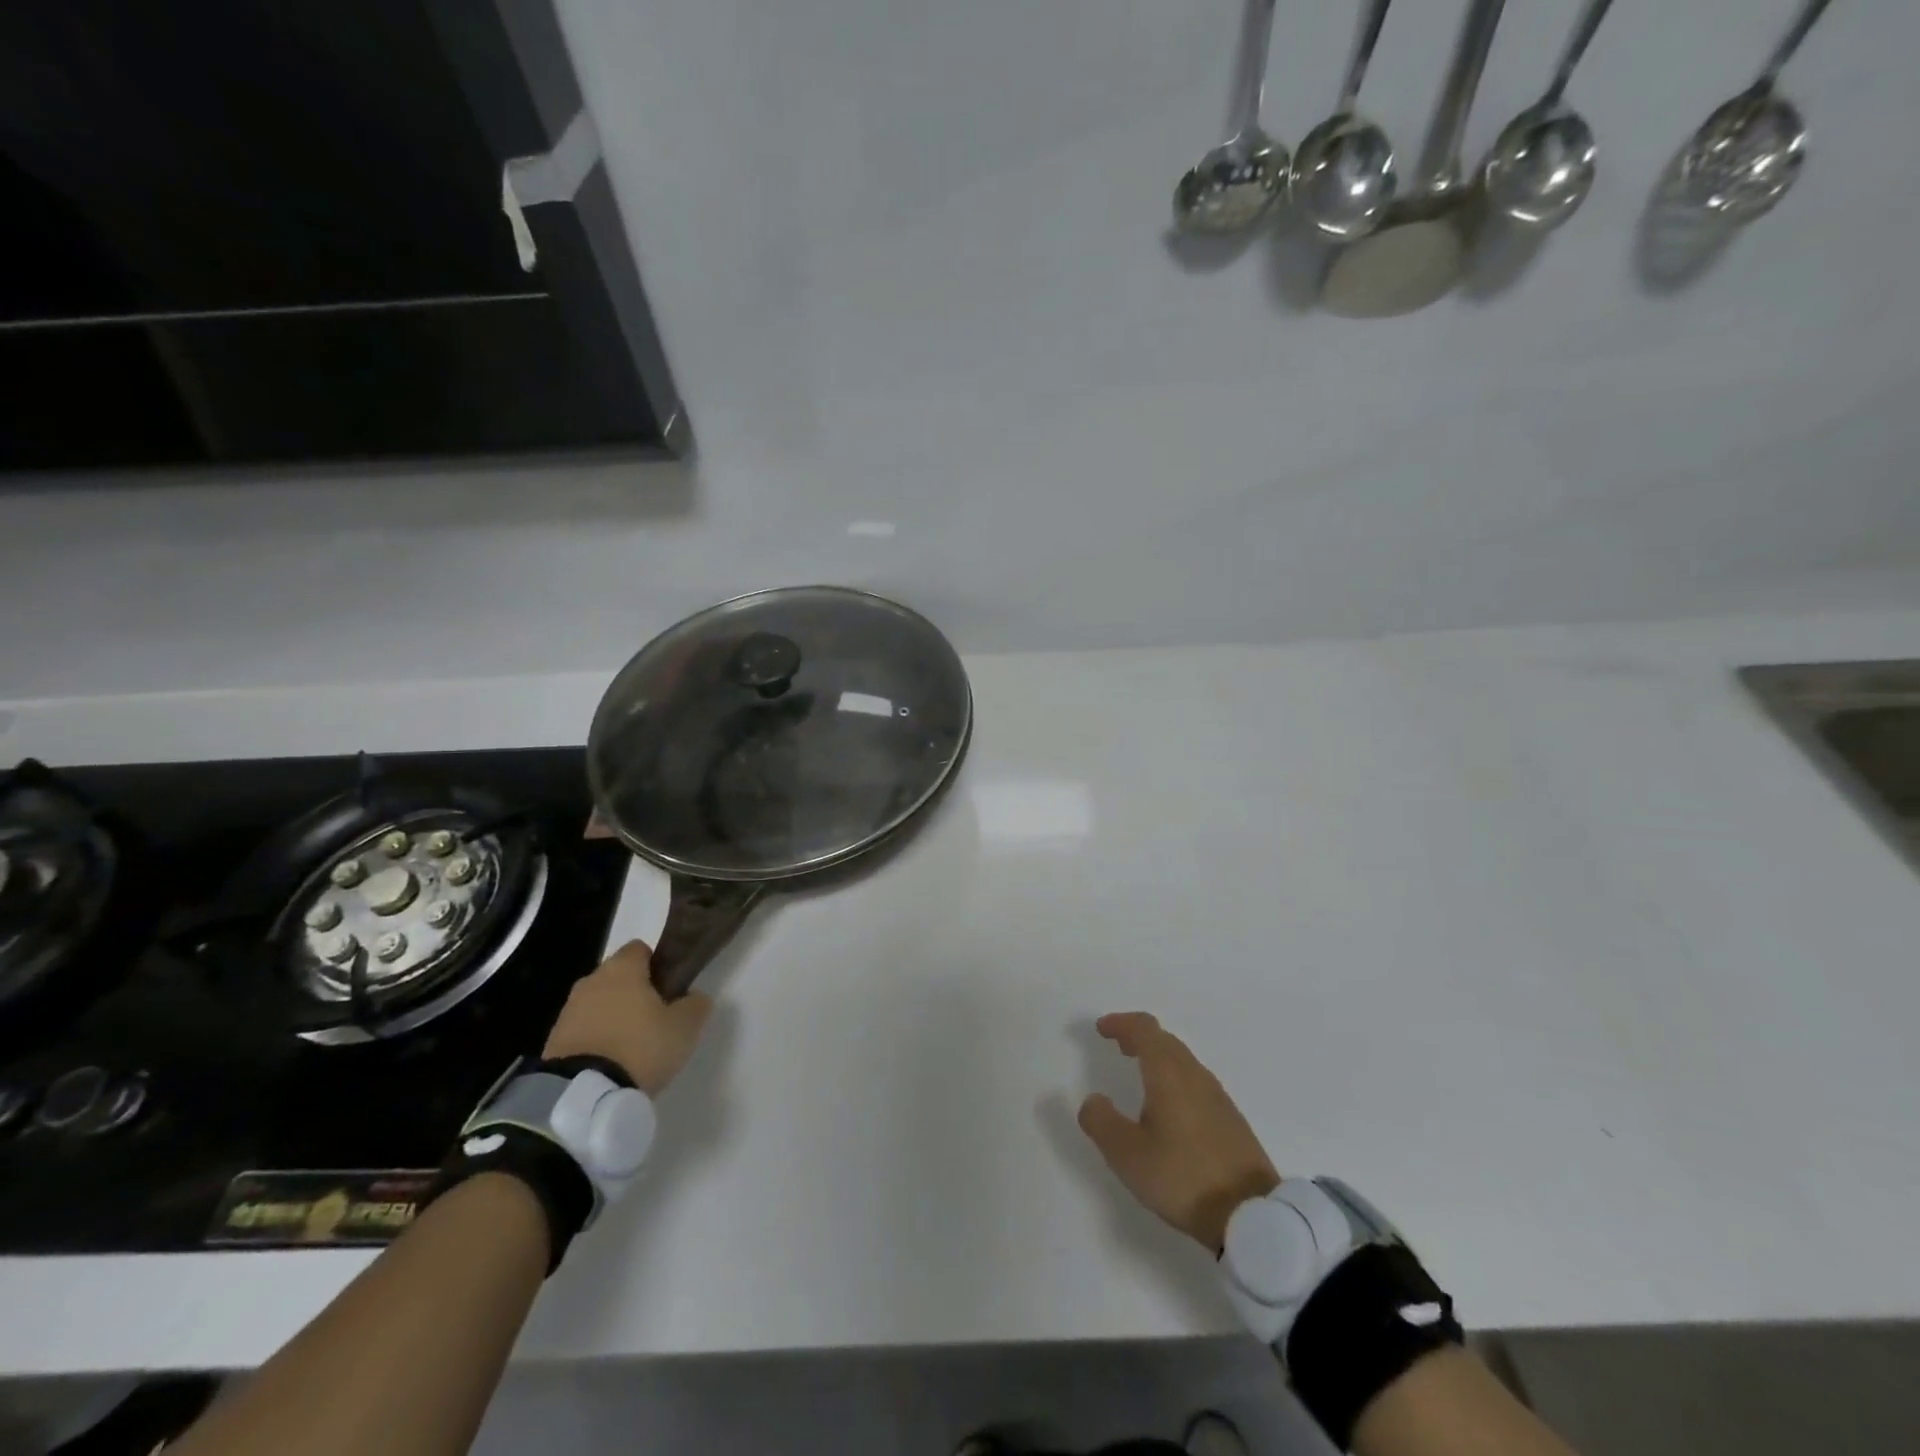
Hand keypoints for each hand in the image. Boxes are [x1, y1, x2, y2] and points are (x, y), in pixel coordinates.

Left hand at [542, 940, 712, 1095]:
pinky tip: (611, 1063)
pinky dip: (596, 1040)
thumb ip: (696, 1004)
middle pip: (618, 977)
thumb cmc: (640, 1047)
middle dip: (634, 992)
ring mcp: (568, 1011)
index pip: (640, 949)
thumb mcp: (685, 1026)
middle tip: (655, 1020)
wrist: (582, 1096)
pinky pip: (583, 1031)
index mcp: (622, 968)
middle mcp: (591, 981)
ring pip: (598, 1004)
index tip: (670, 988)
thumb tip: (693, 997)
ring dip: (613, 1018)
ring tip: (632, 1048)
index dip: (657, 964)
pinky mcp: (553, 1042)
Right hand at [1077, 1012, 1278, 1253]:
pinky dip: (1175, 1078)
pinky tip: (1170, 1107)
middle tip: (1118, 1045)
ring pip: (1183, 1061)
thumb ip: (1101, 1122)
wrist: (1252, 1216)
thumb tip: (1092, 1100)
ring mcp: (1217, 1097)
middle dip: (1139, 1037)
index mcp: (1168, 1074)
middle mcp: (1195, 1075)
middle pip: (1165, 1041)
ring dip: (1158, 1057)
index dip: (1121, 1023)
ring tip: (1140, 1074)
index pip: (1145, 1029)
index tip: (1102, 1029)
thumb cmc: (1183, 1178)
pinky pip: (1195, 1082)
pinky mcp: (1230, 1119)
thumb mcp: (1127, 1155)